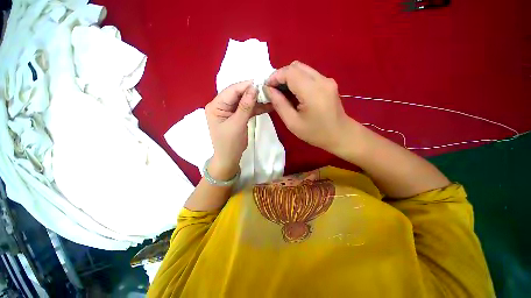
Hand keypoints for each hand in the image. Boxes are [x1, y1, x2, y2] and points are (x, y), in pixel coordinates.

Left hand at [205, 81, 271, 180]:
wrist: (230, 159)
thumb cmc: (230, 144)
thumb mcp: (237, 124)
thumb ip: (245, 106)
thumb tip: (254, 88)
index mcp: (216, 105)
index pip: (231, 91)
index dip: (246, 86)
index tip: (261, 82)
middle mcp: (222, 105)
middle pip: (239, 94)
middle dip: (253, 92)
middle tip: (268, 89)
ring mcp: (230, 111)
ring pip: (245, 101)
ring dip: (257, 100)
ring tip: (270, 97)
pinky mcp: (238, 116)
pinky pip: (248, 109)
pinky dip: (257, 108)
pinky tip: (268, 106)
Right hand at [264, 61, 352, 152]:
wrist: (340, 135)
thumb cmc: (315, 133)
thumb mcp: (293, 123)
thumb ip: (280, 104)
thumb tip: (269, 90)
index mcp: (312, 92)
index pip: (290, 72)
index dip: (275, 76)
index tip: (267, 87)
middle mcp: (321, 80)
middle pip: (296, 66)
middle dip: (281, 75)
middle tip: (274, 90)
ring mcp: (327, 80)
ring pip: (302, 69)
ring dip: (289, 77)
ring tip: (282, 92)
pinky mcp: (328, 82)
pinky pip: (309, 74)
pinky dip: (298, 80)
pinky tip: (294, 93)